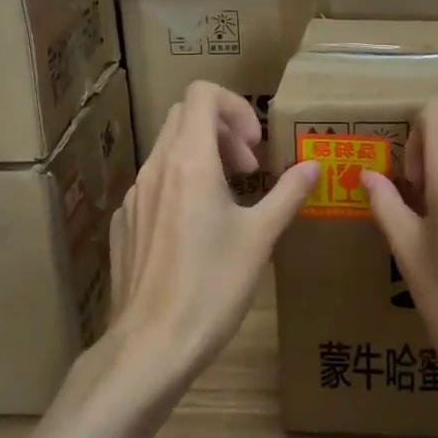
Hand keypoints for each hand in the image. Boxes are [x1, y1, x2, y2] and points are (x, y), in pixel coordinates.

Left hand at [103, 82, 317, 392]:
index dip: (235, 108)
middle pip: (184, 116)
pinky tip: (196, 231)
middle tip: (249, 169)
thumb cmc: (213, 287)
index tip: (255, 148)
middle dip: (222, 130)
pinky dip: (180, 185)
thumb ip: (287, 194)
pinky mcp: (124, 223)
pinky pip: (153, 183)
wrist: (152, 344)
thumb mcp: (260, 238)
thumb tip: (313, 166)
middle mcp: (156, 168)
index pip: (202, 94)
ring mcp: (134, 196)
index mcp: (189, 162)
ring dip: (202, 157)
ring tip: (228, 199)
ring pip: (167, 149)